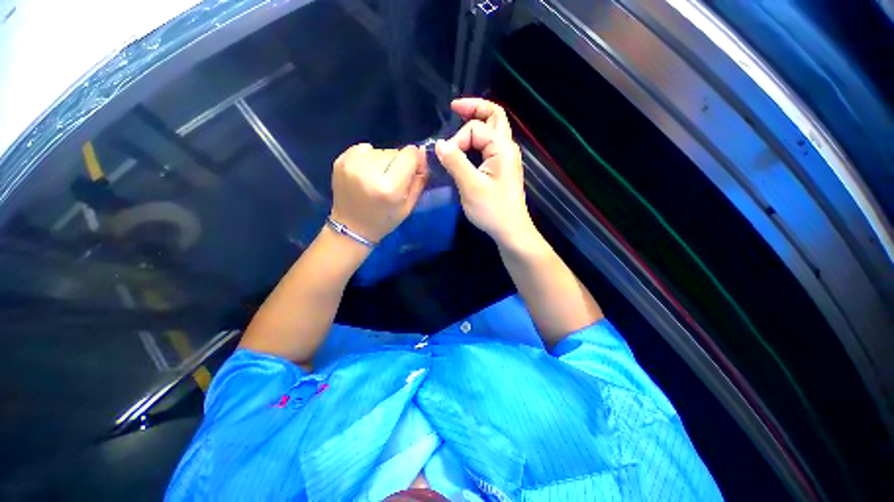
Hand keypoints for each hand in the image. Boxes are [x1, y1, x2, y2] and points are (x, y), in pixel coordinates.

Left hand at [330, 143, 427, 242]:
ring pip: (380, 150)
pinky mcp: (341, 160)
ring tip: (377, 179)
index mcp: (390, 187)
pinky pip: (363, 148)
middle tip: (392, 182)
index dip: (414, 161)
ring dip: (383, 161)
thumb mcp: (409, 206)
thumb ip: (419, 179)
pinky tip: (366, 173)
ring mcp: (352, 164)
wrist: (352, 227)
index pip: (409, 154)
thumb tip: (422, 153)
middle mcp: (370, 171)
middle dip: (397, 163)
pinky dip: (368, 157)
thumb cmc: (384, 220)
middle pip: (394, 152)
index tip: (412, 172)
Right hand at [435, 98, 536, 248]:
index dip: (457, 139)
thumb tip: (439, 143)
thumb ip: (455, 162)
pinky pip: (490, 145)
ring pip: (493, 130)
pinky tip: (467, 145)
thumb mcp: (471, 186)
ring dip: (477, 122)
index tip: (446, 159)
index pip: (476, 128)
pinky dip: (478, 139)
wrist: (511, 230)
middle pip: (494, 116)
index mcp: (502, 148)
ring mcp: (506, 159)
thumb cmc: (492, 210)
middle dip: (474, 108)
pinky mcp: (502, 169)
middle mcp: (507, 148)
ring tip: (459, 119)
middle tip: (454, 107)